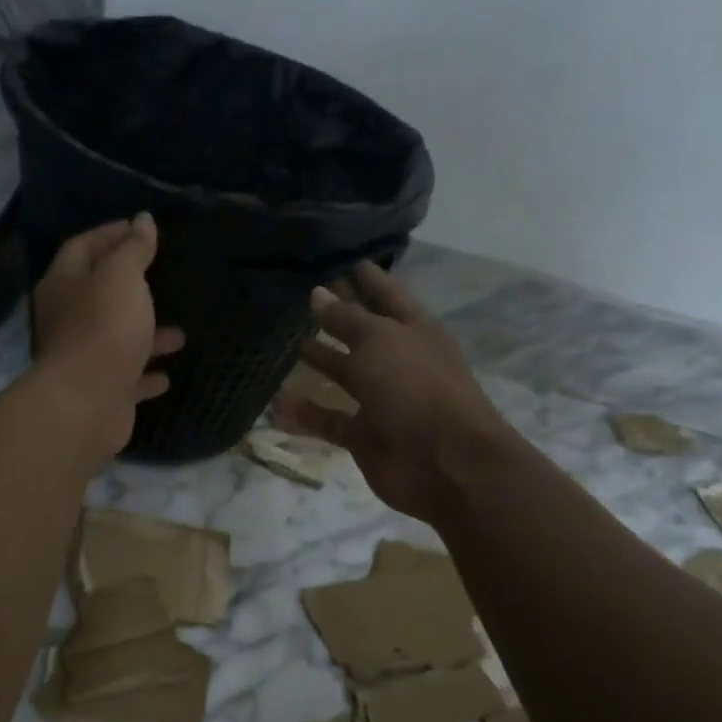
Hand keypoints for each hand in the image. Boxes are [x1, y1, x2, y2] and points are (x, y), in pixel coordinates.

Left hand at [30, 214, 184, 458]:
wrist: (86, 404)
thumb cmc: (103, 329)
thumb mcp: (122, 277)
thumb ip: (133, 248)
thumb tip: (142, 220)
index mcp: (64, 285)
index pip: (82, 247)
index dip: (109, 234)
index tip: (140, 228)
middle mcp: (67, 320)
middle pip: (98, 294)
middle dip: (130, 285)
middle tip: (163, 275)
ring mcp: (84, 358)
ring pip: (117, 337)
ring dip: (146, 333)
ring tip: (181, 332)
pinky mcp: (101, 391)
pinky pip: (127, 377)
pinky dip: (146, 373)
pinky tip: (168, 375)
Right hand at [272, 262, 514, 522]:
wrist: (444, 462)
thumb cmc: (416, 386)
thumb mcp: (379, 342)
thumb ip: (345, 319)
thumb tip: (318, 294)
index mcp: (414, 330)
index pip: (387, 294)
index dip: (366, 278)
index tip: (341, 259)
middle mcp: (399, 362)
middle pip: (362, 334)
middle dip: (336, 318)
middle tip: (299, 300)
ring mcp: (383, 401)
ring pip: (345, 377)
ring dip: (320, 363)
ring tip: (286, 345)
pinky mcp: (365, 435)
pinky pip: (330, 420)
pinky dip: (306, 414)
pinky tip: (276, 403)